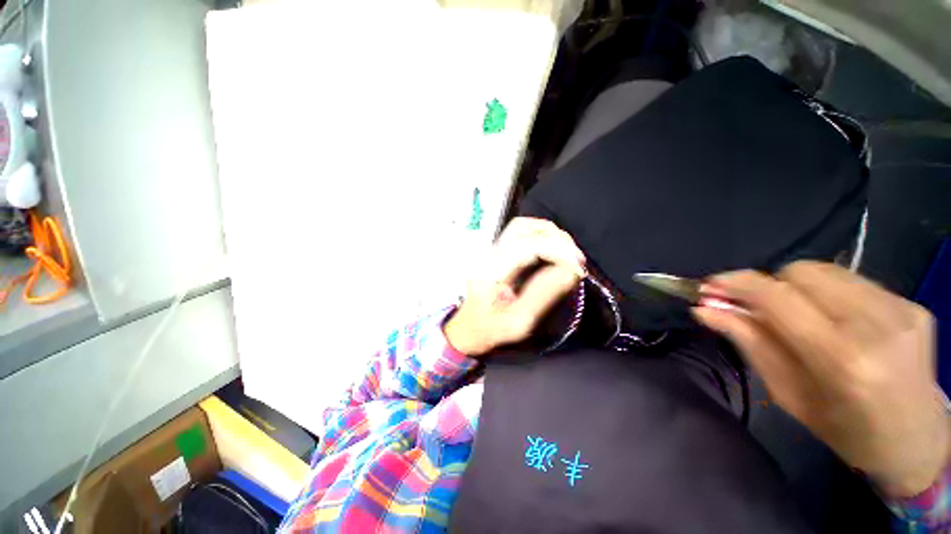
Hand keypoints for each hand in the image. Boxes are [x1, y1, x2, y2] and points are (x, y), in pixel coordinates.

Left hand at [444, 217, 585, 356]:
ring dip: (550, 234)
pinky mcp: (497, 251)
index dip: (558, 251)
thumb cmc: (492, 329)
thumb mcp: (519, 321)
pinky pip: (522, 232)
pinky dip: (542, 235)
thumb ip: (544, 295)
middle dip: (557, 240)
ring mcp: (492, 249)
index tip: (579, 268)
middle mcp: (489, 253)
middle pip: (524, 228)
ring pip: (523, 225)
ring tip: (568, 254)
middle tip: (576, 261)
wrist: (469, 327)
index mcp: (491, 271)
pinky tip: (554, 250)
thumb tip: (572, 271)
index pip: (527, 245)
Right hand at [694, 261, 948, 497]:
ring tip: (798, 314)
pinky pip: (852, 280)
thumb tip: (705, 309)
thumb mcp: (787, 393)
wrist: (917, 441)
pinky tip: (833, 318)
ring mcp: (901, 310)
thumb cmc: (844, 429)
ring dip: (797, 287)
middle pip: (801, 272)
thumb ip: (748, 342)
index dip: (738, 283)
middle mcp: (876, 325)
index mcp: (843, 359)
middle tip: (758, 308)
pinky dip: (827, 293)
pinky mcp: (912, 304)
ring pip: (826, 270)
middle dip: (770, 285)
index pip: (779, 297)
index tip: (709, 284)